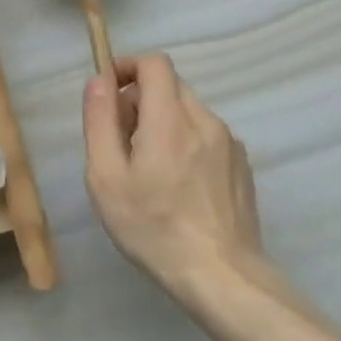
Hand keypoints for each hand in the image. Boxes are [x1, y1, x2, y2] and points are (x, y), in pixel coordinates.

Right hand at [82, 55, 266, 302]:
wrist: (222, 277)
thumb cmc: (153, 227)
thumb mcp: (106, 177)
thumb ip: (100, 121)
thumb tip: (99, 81)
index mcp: (170, 118)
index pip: (154, 63)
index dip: (127, 66)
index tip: (108, 93)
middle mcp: (205, 120)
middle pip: (169, 86)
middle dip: (139, 99)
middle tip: (120, 140)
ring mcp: (229, 143)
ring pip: (188, 112)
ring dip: (162, 122)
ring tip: (148, 168)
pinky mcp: (241, 166)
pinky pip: (206, 136)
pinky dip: (185, 142)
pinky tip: (177, 185)